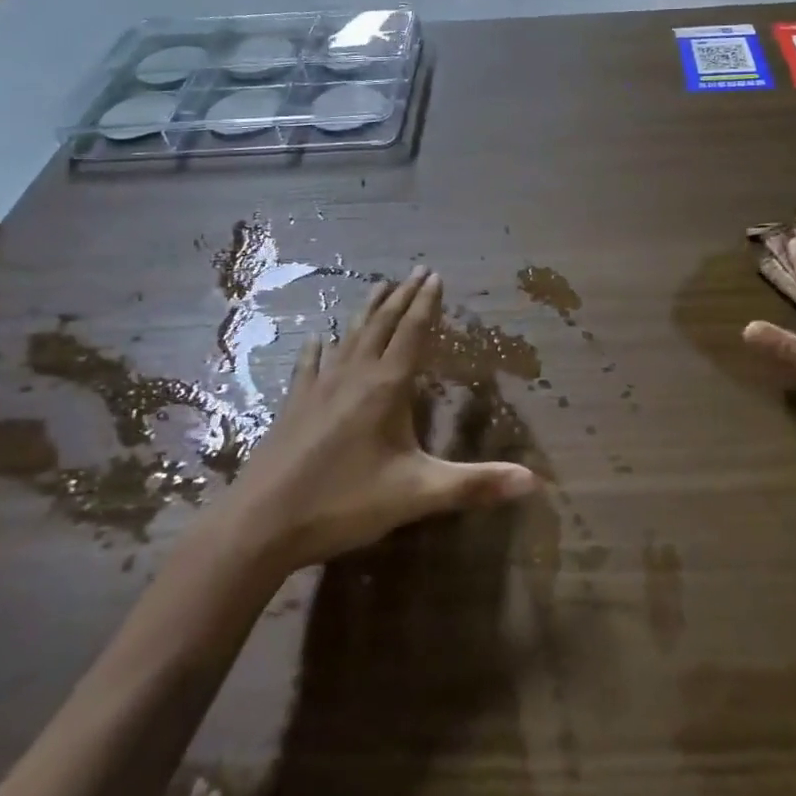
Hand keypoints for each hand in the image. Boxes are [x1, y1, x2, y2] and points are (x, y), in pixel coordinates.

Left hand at [225, 268, 538, 570]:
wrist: (261, 524)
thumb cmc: (344, 503)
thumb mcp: (417, 495)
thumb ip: (475, 485)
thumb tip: (534, 481)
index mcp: (386, 387)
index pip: (412, 333)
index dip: (427, 304)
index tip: (436, 275)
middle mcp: (353, 375)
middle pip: (382, 325)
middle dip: (402, 296)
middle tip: (416, 271)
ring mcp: (319, 388)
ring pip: (349, 337)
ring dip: (368, 310)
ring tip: (379, 287)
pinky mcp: (293, 405)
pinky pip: (310, 365)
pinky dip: (319, 347)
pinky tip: (318, 339)